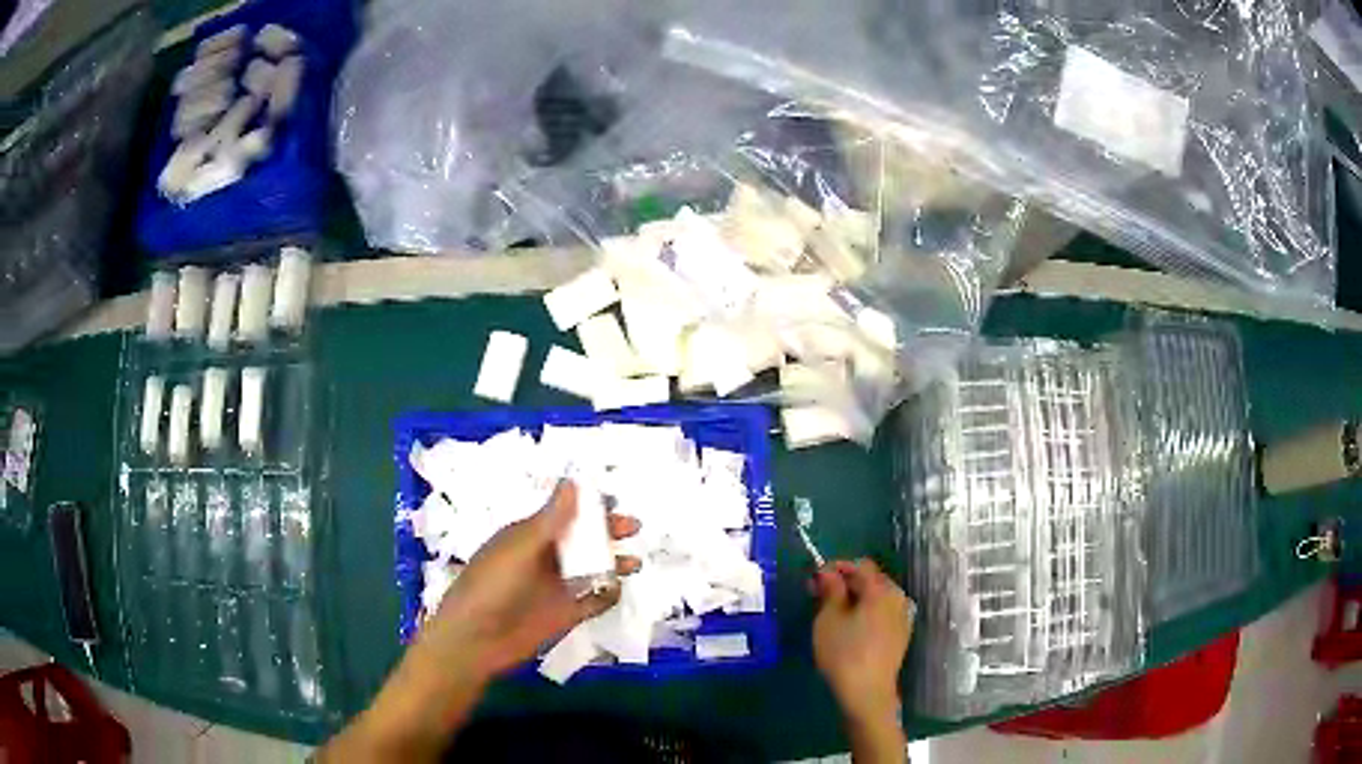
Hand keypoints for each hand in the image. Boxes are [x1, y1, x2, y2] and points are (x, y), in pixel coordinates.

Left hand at [319, 481, 640, 762]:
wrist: (474, 641)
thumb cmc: (490, 586)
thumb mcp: (519, 548)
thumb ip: (550, 519)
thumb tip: (574, 481)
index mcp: (528, 536)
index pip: (563, 513)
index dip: (588, 506)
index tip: (615, 500)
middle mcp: (544, 558)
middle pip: (581, 539)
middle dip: (606, 532)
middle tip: (633, 527)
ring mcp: (554, 588)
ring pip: (590, 569)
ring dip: (611, 563)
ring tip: (634, 562)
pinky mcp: (563, 615)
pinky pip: (591, 602)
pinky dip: (607, 595)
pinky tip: (618, 590)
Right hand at [811, 559, 913, 724]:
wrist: (868, 693)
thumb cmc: (844, 653)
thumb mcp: (828, 619)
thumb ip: (830, 590)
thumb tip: (827, 572)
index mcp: (881, 589)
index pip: (859, 565)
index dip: (836, 567)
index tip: (814, 578)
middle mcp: (898, 597)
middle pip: (871, 579)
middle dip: (846, 582)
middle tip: (819, 594)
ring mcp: (903, 617)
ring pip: (878, 597)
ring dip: (856, 598)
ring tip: (833, 611)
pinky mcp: (901, 634)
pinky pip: (883, 613)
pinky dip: (866, 612)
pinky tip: (850, 627)